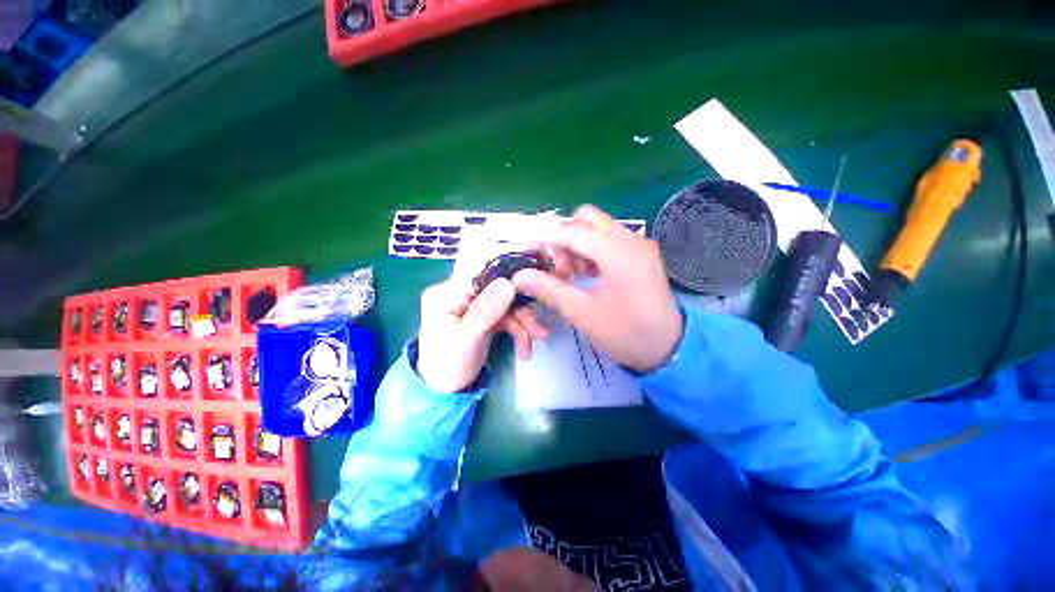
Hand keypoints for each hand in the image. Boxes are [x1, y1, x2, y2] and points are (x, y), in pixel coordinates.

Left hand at [417, 277, 548, 392]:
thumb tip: (508, 282)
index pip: (480, 273)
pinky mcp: (484, 316)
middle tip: (537, 327)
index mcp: (447, 292)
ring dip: (522, 322)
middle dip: (519, 309)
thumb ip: (486, 310)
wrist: (445, 391)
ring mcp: (473, 305)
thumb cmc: (448, 365)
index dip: (507, 276)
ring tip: (534, 340)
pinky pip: (506, 316)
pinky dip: (518, 329)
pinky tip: (525, 347)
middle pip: (497, 289)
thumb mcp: (466, 338)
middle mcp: (460, 294)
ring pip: (505, 303)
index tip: (531, 286)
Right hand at [513, 205, 682, 372]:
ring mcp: (638, 245)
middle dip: (563, 237)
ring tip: (568, 273)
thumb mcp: (583, 314)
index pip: (574, 231)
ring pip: (596, 227)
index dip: (545, 236)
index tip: (524, 245)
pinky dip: (589, 250)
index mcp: (619, 255)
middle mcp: (631, 241)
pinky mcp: (639, 253)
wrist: (668, 348)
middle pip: (587, 218)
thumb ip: (550, 290)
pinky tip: (584, 272)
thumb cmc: (626, 335)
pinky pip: (607, 239)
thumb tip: (519, 276)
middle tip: (555, 267)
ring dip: (575, 243)